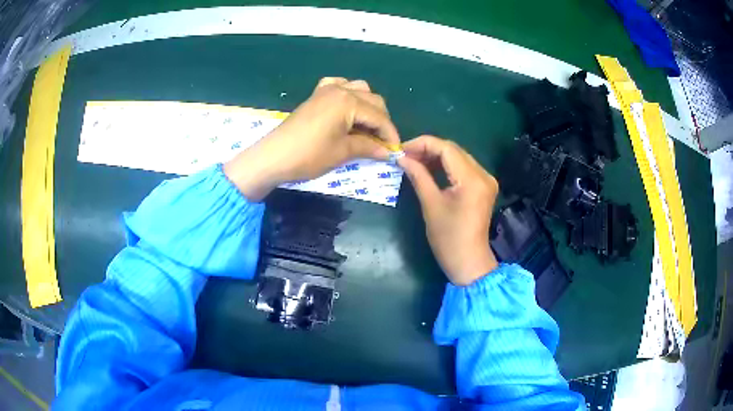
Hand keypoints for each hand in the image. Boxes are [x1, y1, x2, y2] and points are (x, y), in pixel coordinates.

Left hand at [224, 77, 399, 200]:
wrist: (273, 156)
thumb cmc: (309, 155)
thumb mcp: (342, 152)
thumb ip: (368, 147)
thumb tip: (388, 151)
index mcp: (349, 102)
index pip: (379, 117)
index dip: (390, 134)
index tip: (396, 150)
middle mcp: (340, 89)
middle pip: (373, 100)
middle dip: (381, 121)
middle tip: (381, 142)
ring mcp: (326, 90)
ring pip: (359, 89)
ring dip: (368, 106)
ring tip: (367, 127)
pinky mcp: (315, 95)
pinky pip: (338, 86)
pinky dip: (348, 94)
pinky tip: (347, 108)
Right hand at [398, 136, 498, 285]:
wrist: (469, 261)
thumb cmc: (448, 238)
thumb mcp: (431, 205)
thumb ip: (418, 176)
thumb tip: (402, 158)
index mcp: (472, 179)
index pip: (446, 148)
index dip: (422, 144)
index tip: (401, 149)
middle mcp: (483, 174)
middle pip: (453, 150)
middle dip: (428, 149)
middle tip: (405, 156)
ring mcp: (486, 180)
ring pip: (458, 157)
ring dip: (436, 156)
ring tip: (413, 161)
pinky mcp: (484, 186)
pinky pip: (463, 167)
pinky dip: (446, 166)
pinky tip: (429, 168)